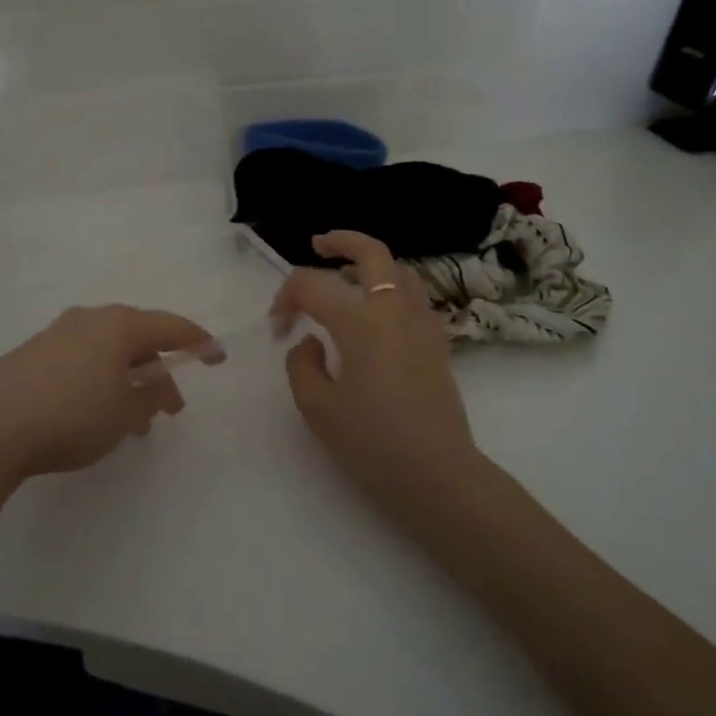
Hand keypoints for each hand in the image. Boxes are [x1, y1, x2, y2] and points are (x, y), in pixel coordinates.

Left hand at [0, 305, 220, 486]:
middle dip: (158, 373)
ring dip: (128, 382)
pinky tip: (94, 414)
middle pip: (138, 339)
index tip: (218, 357)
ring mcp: (57, 334)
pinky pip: (82, 361)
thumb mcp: (124, 414)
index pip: (171, 327)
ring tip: (132, 423)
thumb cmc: (71, 415)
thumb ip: (149, 398)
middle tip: (170, 409)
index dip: (199, 343)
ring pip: (108, 353)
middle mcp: (90, 320)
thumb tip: (153, 388)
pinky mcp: (32, 354)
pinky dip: (100, 382)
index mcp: (120, 325)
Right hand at [273, 231, 481, 519]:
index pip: (313, 285)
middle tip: (317, 245)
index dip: (286, 298)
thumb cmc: (371, 442)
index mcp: (360, 321)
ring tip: (347, 277)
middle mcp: (394, 309)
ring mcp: (422, 323)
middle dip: (341, 241)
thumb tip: (311, 341)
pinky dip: (391, 288)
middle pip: (372, 253)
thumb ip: (302, 364)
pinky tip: (376, 314)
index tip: (277, 327)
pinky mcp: (438, 342)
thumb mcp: (317, 407)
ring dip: (371, 264)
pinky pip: (413, 296)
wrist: (437, 474)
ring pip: (400, 270)